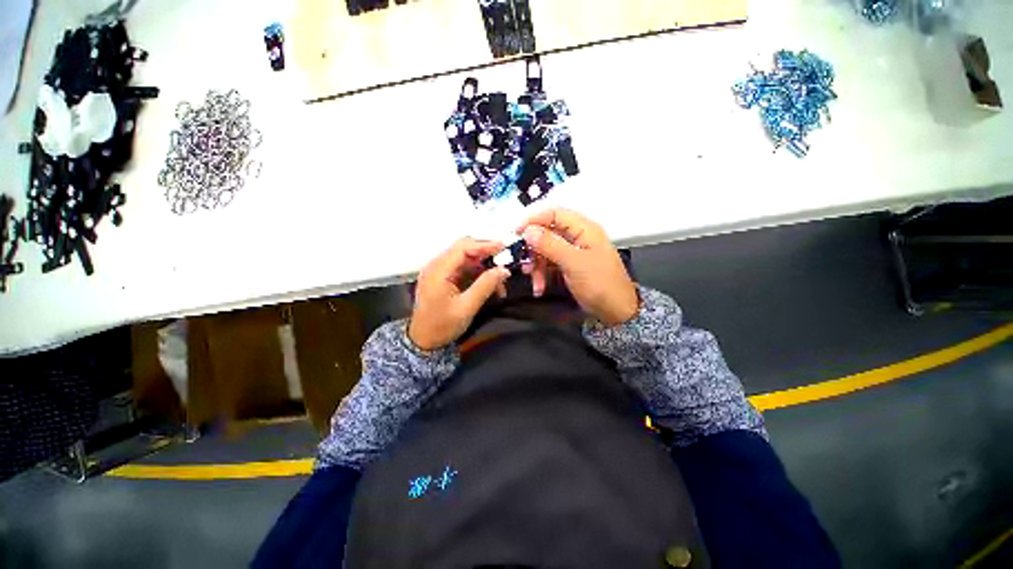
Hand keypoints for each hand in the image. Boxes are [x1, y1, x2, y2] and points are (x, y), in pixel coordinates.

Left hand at [408, 238, 510, 350]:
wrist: (423, 341)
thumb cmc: (442, 326)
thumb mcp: (467, 307)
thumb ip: (485, 286)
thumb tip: (504, 270)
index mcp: (438, 270)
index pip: (462, 247)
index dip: (484, 245)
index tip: (504, 248)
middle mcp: (436, 265)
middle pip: (464, 249)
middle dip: (486, 253)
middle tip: (505, 261)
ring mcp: (439, 271)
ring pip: (465, 258)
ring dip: (484, 266)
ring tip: (500, 280)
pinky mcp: (443, 277)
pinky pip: (463, 268)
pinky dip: (478, 273)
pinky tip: (490, 284)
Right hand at [518, 208, 638, 326]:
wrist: (616, 311)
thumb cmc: (599, 284)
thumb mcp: (573, 263)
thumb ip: (550, 245)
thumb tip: (528, 230)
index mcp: (584, 229)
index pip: (554, 214)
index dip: (534, 220)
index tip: (517, 233)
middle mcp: (577, 237)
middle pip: (547, 233)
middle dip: (534, 249)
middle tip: (523, 262)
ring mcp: (573, 252)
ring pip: (546, 251)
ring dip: (536, 265)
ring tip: (533, 280)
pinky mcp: (569, 266)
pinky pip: (550, 264)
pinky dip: (543, 274)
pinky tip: (539, 287)